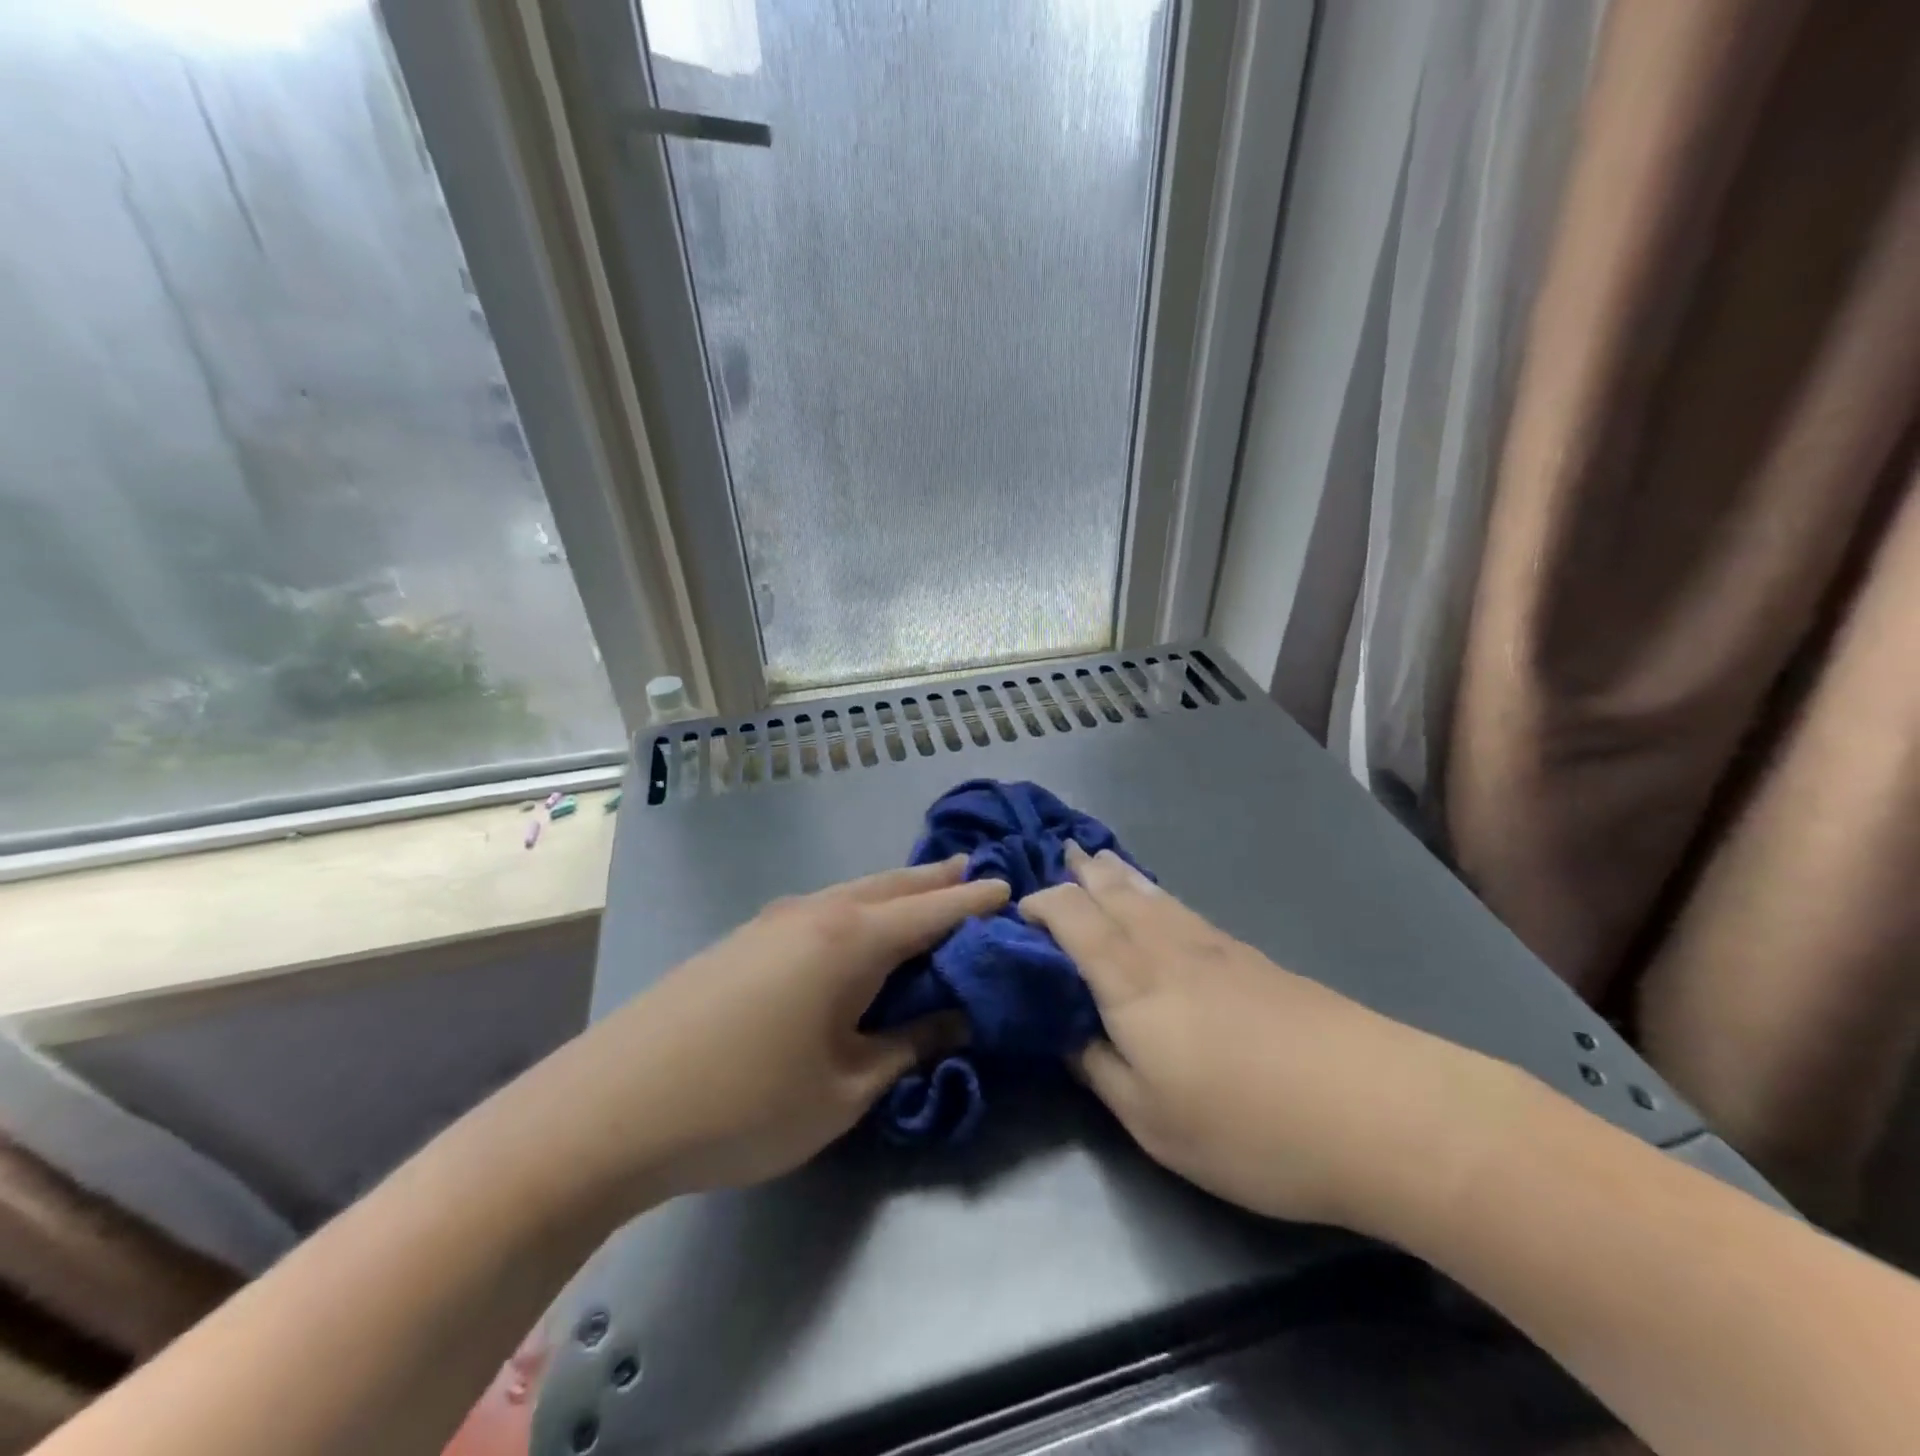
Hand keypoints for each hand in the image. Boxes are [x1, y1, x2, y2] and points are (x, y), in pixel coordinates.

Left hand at [557, 858, 1007, 1204]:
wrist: (610, 1106)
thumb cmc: (743, 1104)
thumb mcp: (843, 1089)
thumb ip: (906, 1047)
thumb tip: (954, 1018)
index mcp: (850, 940)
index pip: (932, 912)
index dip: (975, 903)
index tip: (1011, 889)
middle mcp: (816, 913)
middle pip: (891, 886)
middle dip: (937, 881)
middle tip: (974, 870)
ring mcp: (772, 920)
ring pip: (853, 892)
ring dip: (895, 890)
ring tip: (924, 891)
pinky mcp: (743, 939)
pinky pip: (821, 909)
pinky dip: (857, 907)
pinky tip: (855, 926)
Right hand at [1019, 844, 1519, 1232]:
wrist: (1379, 1109)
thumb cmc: (1250, 1126)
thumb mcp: (1153, 1120)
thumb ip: (1099, 1068)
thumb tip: (1065, 1033)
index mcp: (1131, 979)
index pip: (1072, 918)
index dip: (1040, 905)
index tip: (1016, 910)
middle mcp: (1167, 947)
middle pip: (1114, 893)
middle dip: (1081, 872)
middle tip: (1060, 853)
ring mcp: (1216, 947)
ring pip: (1152, 896)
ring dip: (1118, 875)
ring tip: (1099, 860)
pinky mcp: (1253, 959)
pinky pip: (1183, 910)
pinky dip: (1155, 896)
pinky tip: (1161, 904)